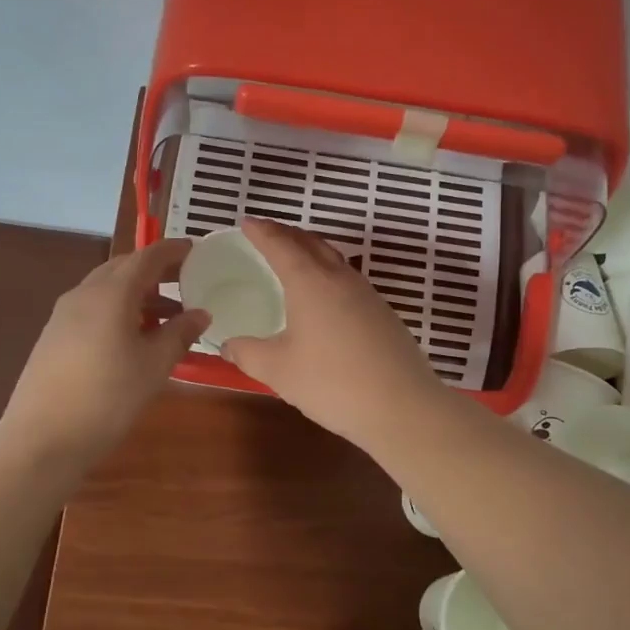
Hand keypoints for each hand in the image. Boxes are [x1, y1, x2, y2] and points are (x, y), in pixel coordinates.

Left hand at [0, 239, 208, 470]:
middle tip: (186, 281)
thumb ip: (179, 334)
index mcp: (111, 294)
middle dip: (155, 270)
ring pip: (106, 289)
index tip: (195, 249)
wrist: (42, 439)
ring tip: (168, 316)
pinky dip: (118, 310)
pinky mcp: (53, 336)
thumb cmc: (108, 398)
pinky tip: (133, 337)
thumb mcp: (154, 367)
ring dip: (138, 294)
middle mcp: (84, 294)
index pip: (146, 257)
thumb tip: (201, 313)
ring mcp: (63, 315)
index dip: (172, 251)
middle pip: (123, 268)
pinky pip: (93, 308)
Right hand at [222, 219, 447, 444]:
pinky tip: (325, 296)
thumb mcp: (278, 371)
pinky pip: (348, 280)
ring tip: (295, 258)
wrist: (401, 407)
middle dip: (287, 234)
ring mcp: (367, 295)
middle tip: (267, 233)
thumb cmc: (332, 383)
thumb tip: (228, 345)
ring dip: (311, 251)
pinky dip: (328, 274)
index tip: (246, 222)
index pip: (281, 245)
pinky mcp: (383, 314)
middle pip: (311, 243)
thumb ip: (248, 353)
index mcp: (311, 282)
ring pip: (335, 259)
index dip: (262, 231)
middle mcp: (340, 279)